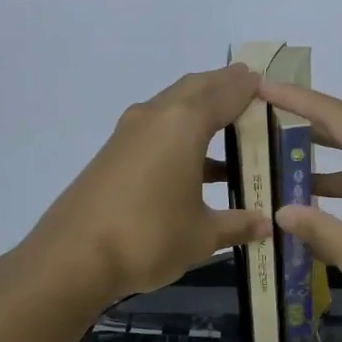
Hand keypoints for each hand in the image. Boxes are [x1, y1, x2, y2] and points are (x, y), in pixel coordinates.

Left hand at [28, 63, 272, 306]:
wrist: (73, 257)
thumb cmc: (149, 237)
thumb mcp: (202, 235)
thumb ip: (237, 225)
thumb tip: (267, 227)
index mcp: (184, 124)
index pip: (225, 92)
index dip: (248, 87)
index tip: (268, 84)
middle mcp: (156, 116)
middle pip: (196, 88)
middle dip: (223, 88)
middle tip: (251, 95)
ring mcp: (130, 133)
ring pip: (173, 107)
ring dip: (201, 112)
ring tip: (231, 128)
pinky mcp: (114, 153)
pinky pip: (157, 129)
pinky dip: (181, 135)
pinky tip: (198, 166)